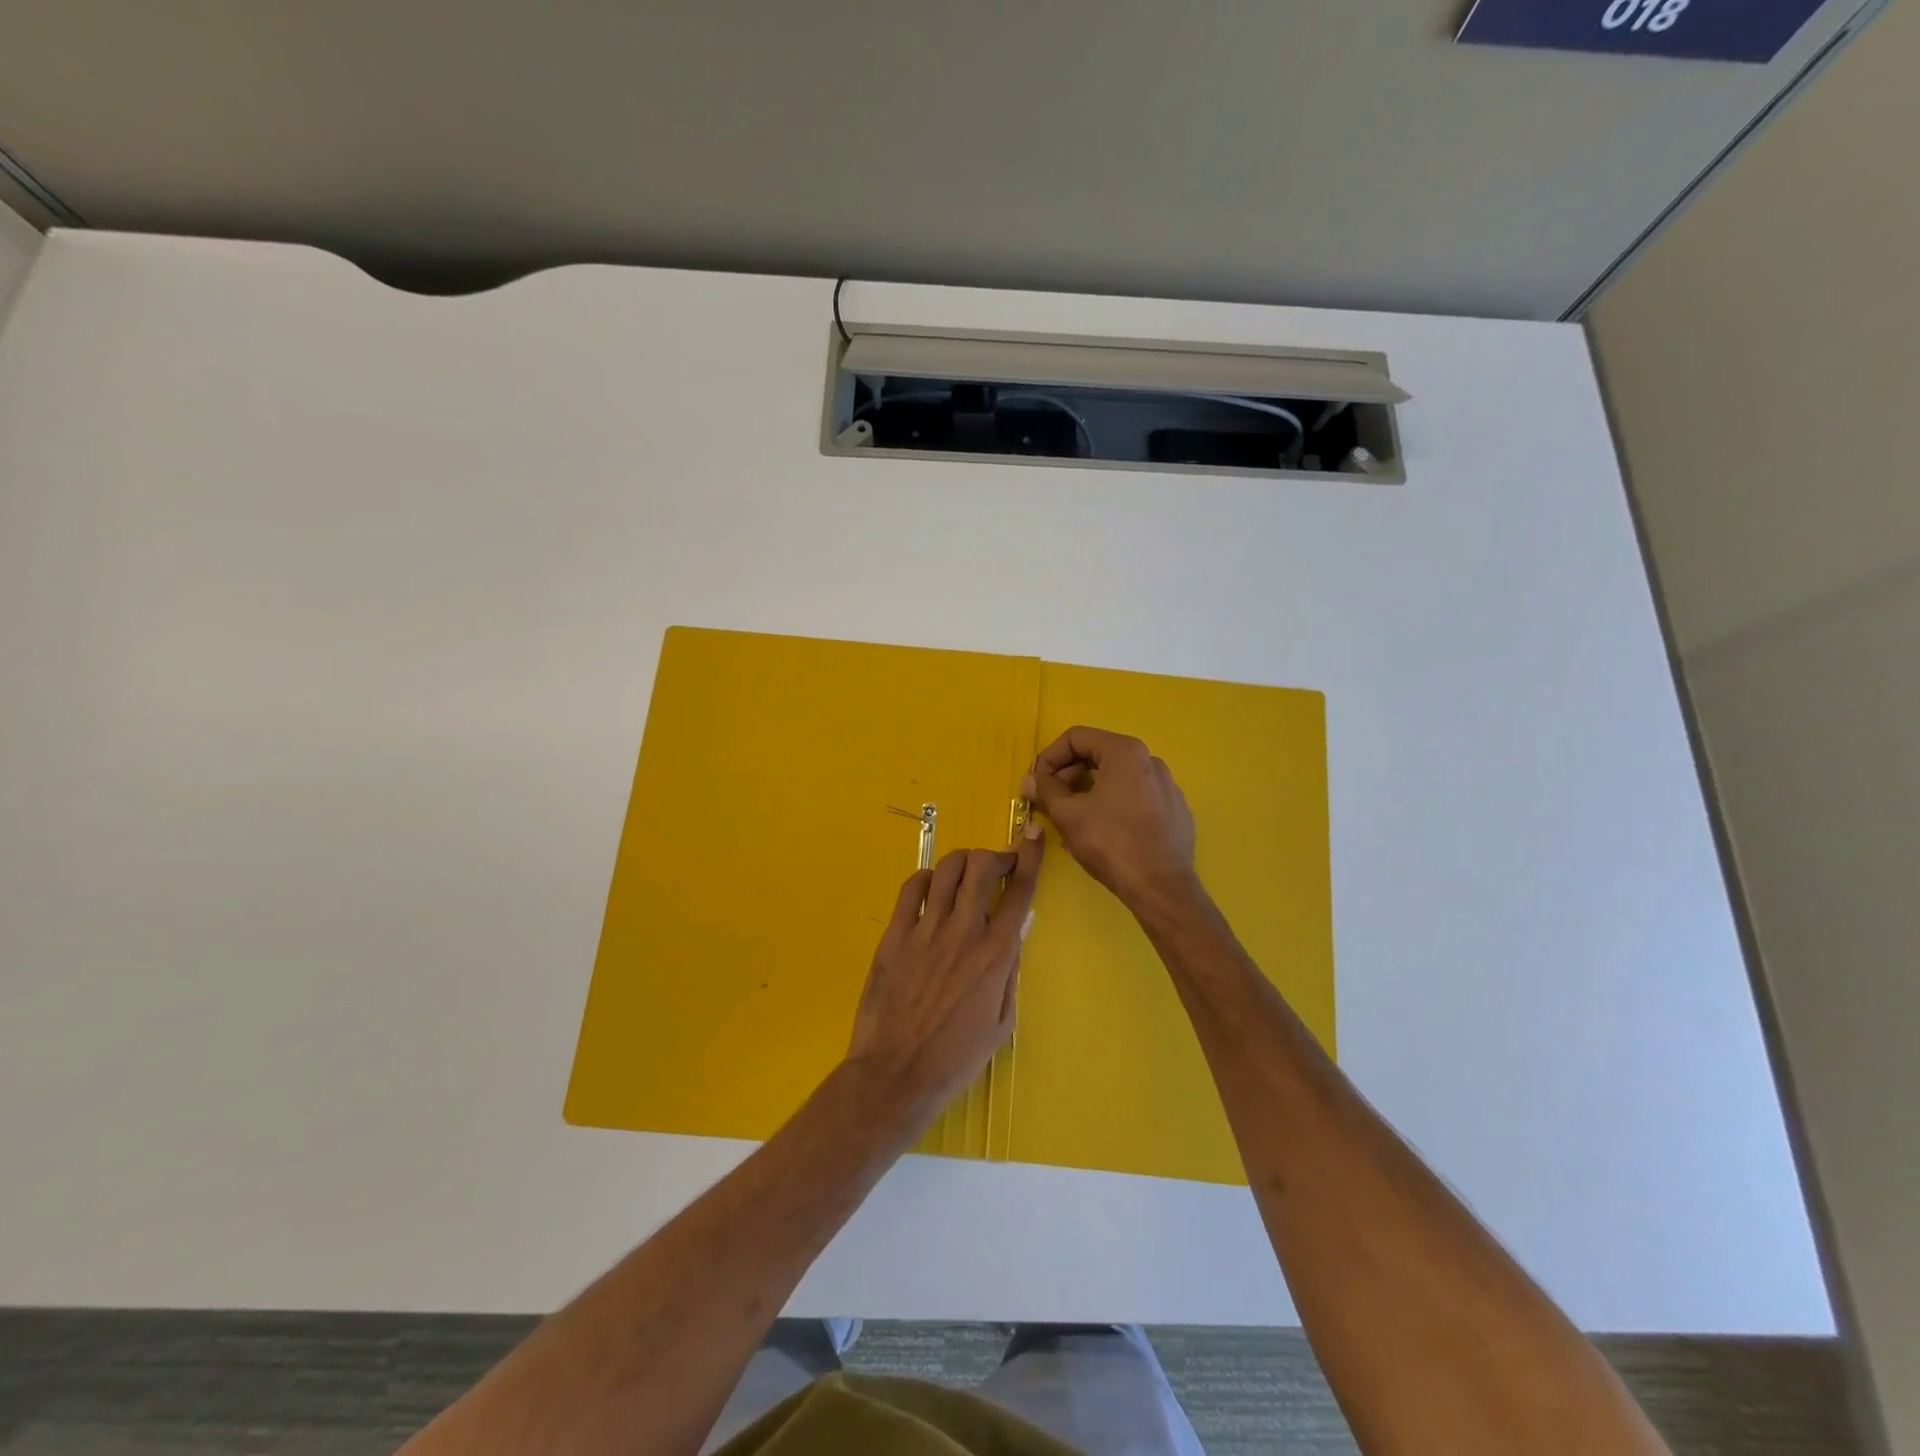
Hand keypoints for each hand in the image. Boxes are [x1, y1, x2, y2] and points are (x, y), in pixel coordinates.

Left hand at [845, 832, 1042, 1122]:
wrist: (896, 1075)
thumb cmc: (956, 1058)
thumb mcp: (1002, 1021)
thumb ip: (1010, 971)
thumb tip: (1017, 931)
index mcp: (995, 955)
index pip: (1019, 891)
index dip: (1030, 857)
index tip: (1034, 835)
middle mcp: (963, 933)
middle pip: (982, 867)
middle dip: (995, 855)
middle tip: (999, 865)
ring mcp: (925, 931)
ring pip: (948, 870)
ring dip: (963, 862)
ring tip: (967, 874)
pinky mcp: (895, 935)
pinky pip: (912, 888)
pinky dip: (928, 878)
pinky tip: (932, 889)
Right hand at [1024, 726, 1196, 912]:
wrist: (1161, 888)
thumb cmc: (1111, 843)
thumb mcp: (1069, 815)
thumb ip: (1046, 790)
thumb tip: (1030, 780)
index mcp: (1126, 752)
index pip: (1076, 738)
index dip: (1049, 757)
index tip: (1036, 783)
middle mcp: (1150, 761)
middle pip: (1098, 755)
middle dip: (1068, 775)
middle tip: (1050, 801)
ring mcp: (1166, 786)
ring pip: (1116, 778)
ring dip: (1087, 792)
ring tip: (1071, 819)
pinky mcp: (1174, 811)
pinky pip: (1135, 798)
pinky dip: (1112, 806)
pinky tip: (1101, 833)